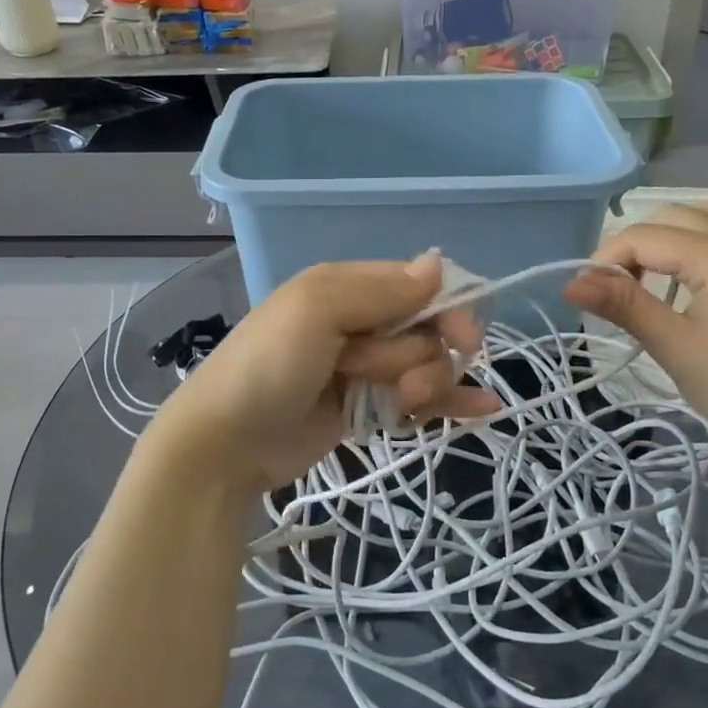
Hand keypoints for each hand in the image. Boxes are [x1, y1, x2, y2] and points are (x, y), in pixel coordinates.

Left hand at [138, 252, 499, 495]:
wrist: (224, 444)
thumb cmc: (268, 366)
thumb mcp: (317, 311)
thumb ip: (380, 289)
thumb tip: (438, 263)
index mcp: (348, 287)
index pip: (419, 284)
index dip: (449, 308)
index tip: (463, 337)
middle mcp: (361, 321)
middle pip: (428, 329)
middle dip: (422, 356)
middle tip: (395, 382)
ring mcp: (365, 367)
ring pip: (427, 365)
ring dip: (428, 386)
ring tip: (401, 406)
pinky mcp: (367, 407)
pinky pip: (418, 399)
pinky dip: (449, 403)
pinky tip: (483, 410)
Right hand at [565, 201, 707, 461]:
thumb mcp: (673, 345)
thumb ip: (622, 305)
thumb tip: (571, 283)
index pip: (644, 236)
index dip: (605, 259)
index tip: (585, 293)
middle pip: (671, 217)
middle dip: (633, 245)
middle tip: (614, 290)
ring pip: (703, 216)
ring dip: (667, 234)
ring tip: (648, 275)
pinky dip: (699, 236)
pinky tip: (690, 270)